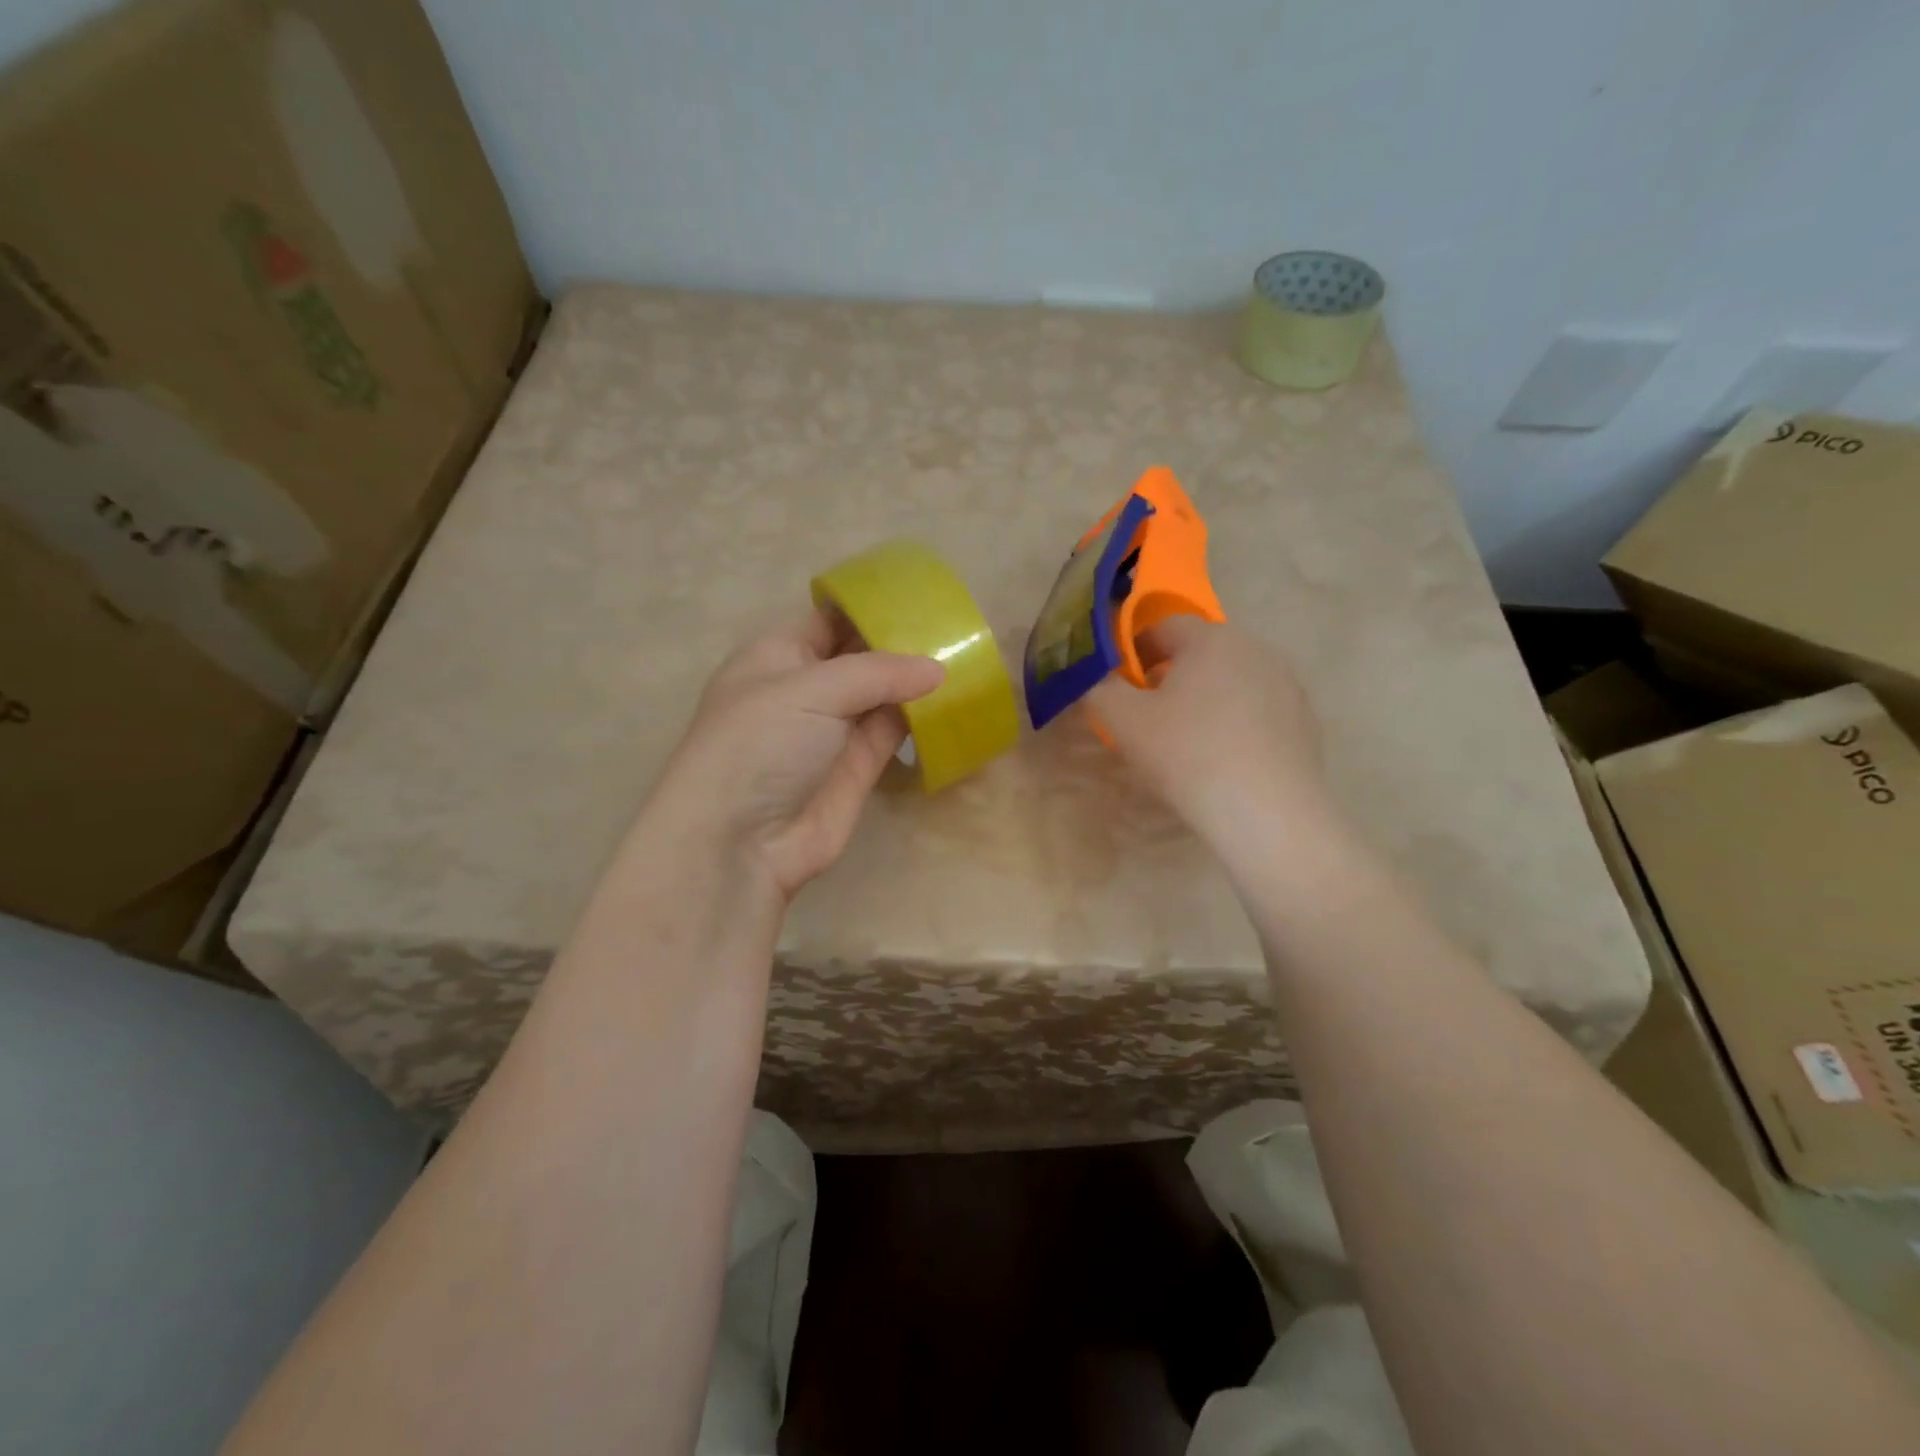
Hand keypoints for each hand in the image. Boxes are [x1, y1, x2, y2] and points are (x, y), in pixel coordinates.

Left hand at [650, 609, 943, 901]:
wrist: (740, 841)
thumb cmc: (759, 744)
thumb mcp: (809, 690)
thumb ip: (876, 672)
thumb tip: (937, 669)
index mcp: (778, 656)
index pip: (829, 619)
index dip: (869, 607)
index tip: (920, 594)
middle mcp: (805, 689)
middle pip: (860, 656)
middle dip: (899, 642)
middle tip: (955, 624)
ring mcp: (833, 730)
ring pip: (881, 694)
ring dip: (915, 680)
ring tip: (965, 654)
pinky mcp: (858, 768)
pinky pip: (893, 731)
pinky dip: (919, 718)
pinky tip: (952, 699)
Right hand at [1087, 617, 1325, 842]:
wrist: (1266, 812)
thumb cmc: (1187, 754)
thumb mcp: (1123, 720)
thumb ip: (1100, 688)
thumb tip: (1098, 678)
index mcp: (1211, 639)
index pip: (1163, 626)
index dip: (1134, 651)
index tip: (1120, 686)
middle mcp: (1255, 650)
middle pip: (1200, 652)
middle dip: (1170, 676)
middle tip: (1149, 717)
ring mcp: (1286, 685)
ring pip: (1231, 681)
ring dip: (1205, 699)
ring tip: (1188, 742)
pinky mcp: (1304, 721)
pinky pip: (1257, 711)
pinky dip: (1236, 724)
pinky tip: (1225, 760)